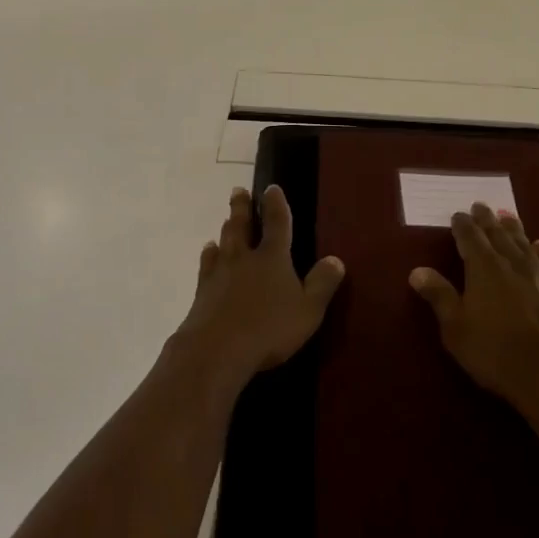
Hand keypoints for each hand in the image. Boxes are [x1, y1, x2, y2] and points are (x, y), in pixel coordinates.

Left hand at [176, 185, 346, 382]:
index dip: (275, 204)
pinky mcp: (202, 291)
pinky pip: (206, 265)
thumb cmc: (269, 329)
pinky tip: (208, 253)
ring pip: (223, 242)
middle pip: (241, 226)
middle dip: (242, 207)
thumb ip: (322, 284)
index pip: (276, 223)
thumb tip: (336, 259)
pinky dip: (208, 255)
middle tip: (238, 191)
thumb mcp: (308, 310)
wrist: (216, 349)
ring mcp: (220, 273)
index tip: (271, 188)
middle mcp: (244, 258)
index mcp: (272, 258)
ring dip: (226, 229)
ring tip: (225, 221)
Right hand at [410, 203, 538, 407]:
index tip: (457, 215)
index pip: (469, 237)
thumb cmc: (495, 353)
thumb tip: (417, 270)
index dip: (462, 224)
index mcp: (483, 267)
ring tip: (506, 216)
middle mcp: (511, 262)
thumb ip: (439, 296)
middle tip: (479, 206)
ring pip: (522, 242)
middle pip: (496, 233)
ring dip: (512, 227)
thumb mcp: (456, 328)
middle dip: (486, 219)